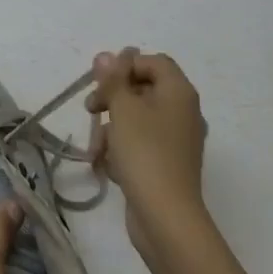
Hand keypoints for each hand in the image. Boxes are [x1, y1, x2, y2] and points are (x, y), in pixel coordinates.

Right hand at [86, 48, 211, 267]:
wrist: (166, 217)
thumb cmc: (145, 153)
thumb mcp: (123, 108)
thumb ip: (112, 79)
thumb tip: (106, 55)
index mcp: (179, 93)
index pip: (152, 62)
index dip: (125, 66)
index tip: (102, 83)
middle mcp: (182, 112)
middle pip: (142, 89)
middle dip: (112, 98)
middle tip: (90, 109)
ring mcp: (176, 141)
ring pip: (136, 119)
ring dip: (111, 128)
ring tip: (95, 148)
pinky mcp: (166, 164)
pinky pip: (140, 144)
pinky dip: (121, 150)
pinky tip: (106, 165)